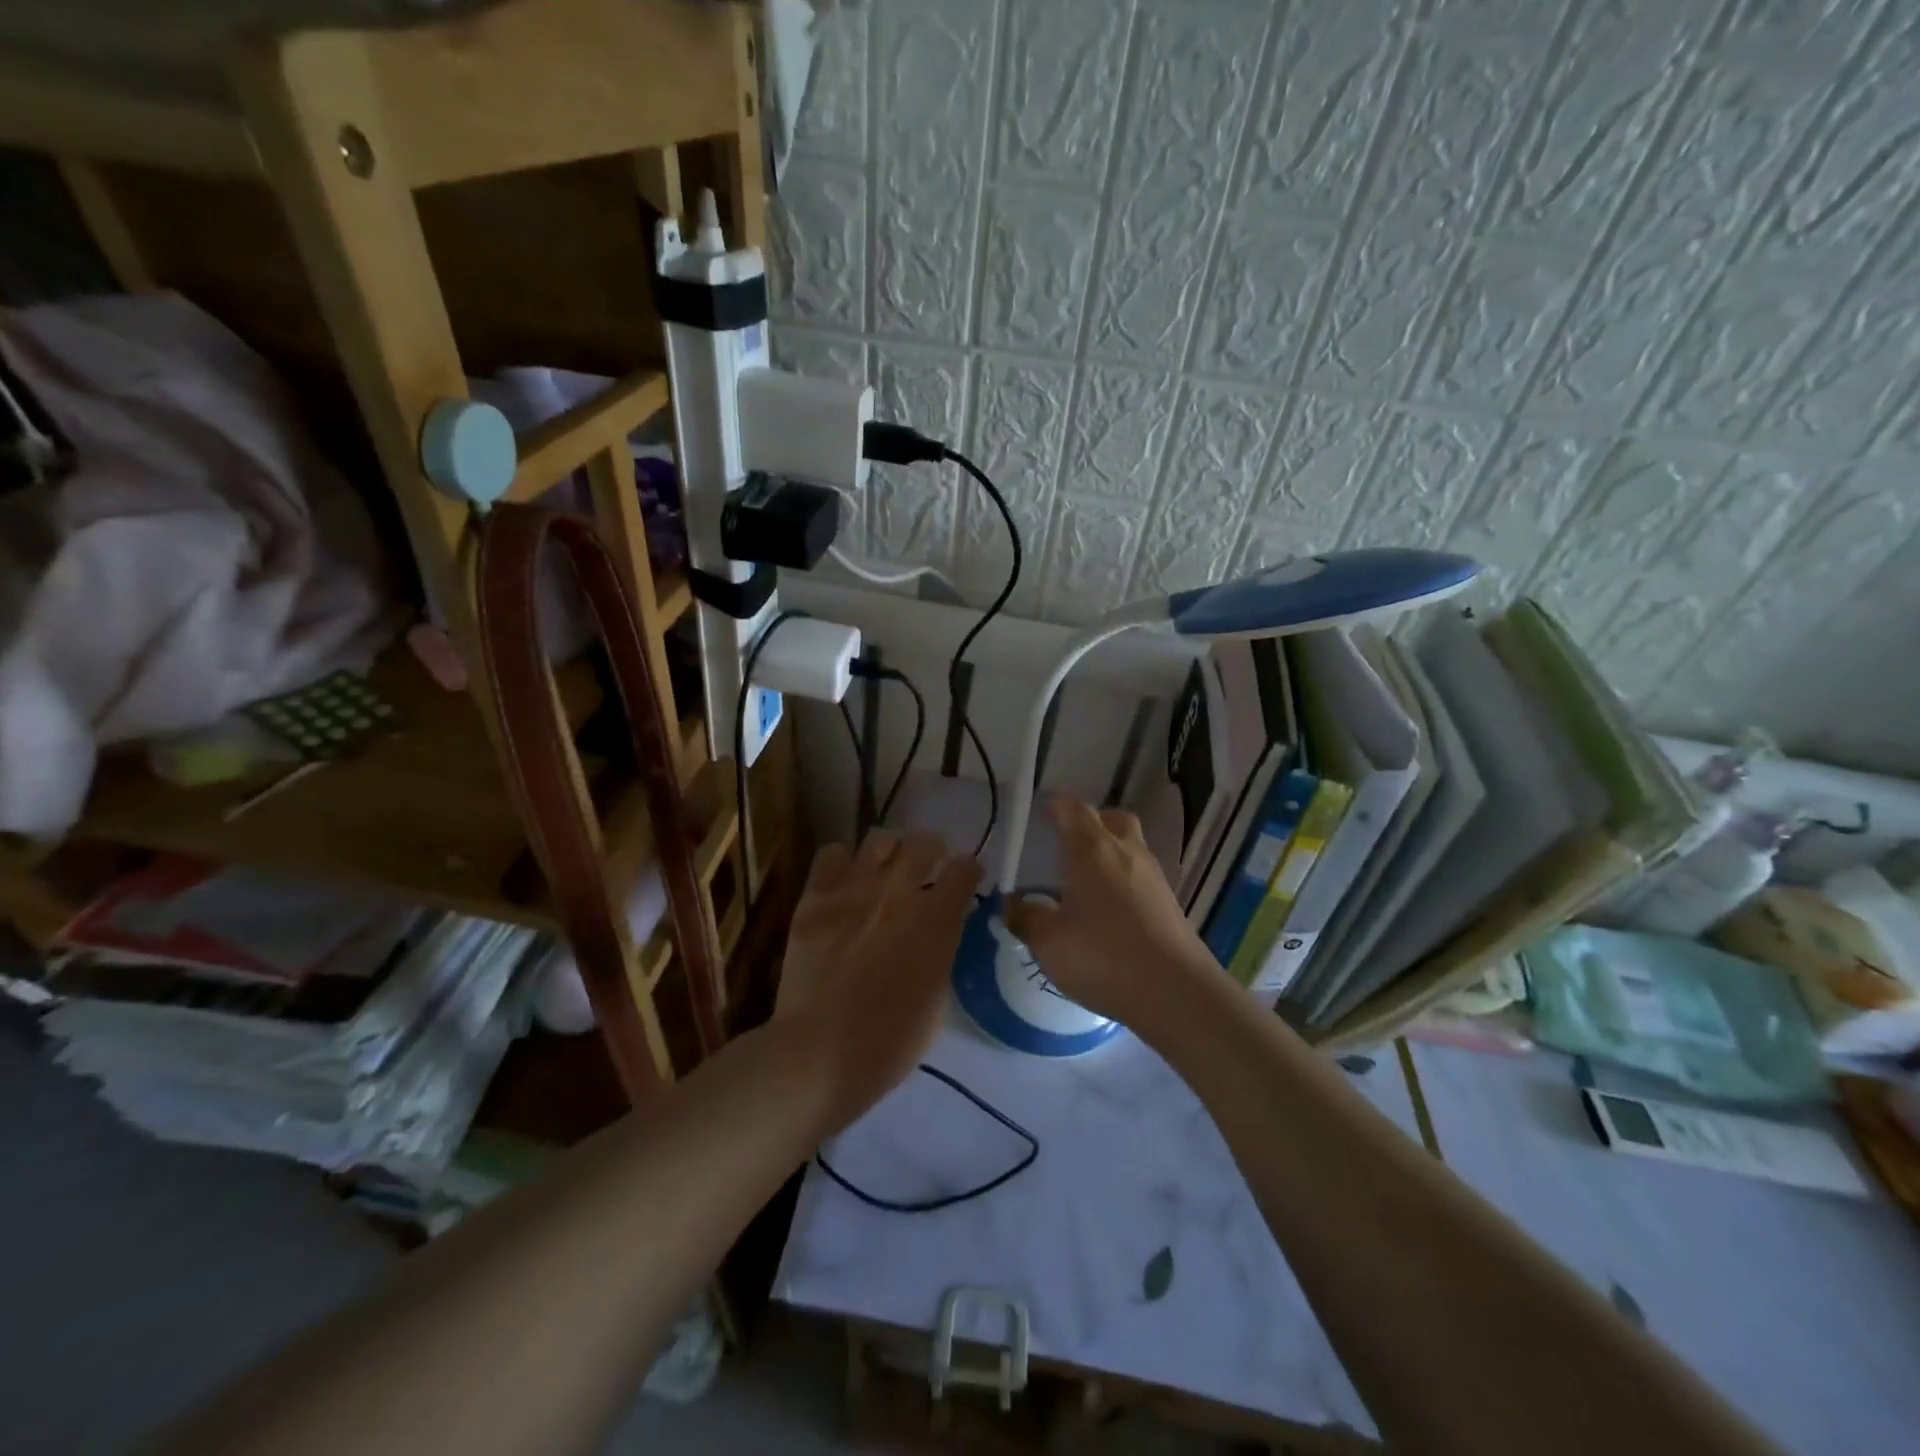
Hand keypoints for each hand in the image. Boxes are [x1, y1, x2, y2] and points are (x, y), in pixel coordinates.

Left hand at [775, 830, 980, 1126]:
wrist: (821, 1052)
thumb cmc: (890, 1041)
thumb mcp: (937, 996)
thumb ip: (939, 951)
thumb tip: (934, 932)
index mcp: (937, 921)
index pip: (964, 869)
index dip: (968, 870)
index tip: (965, 877)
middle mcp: (899, 892)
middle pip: (924, 841)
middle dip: (932, 849)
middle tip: (927, 864)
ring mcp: (853, 890)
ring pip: (879, 838)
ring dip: (890, 849)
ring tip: (884, 867)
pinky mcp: (815, 897)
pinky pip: (831, 853)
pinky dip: (841, 862)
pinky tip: (842, 881)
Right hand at [1005, 799, 1220, 1033]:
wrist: (1176, 992)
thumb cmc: (1103, 956)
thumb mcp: (1049, 942)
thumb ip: (1026, 919)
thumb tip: (1012, 905)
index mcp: (1092, 850)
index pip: (1074, 810)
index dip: (1058, 805)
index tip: (1044, 809)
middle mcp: (1126, 852)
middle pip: (1112, 819)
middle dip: (1091, 822)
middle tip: (1069, 840)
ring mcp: (1154, 876)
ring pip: (1131, 846)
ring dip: (1110, 851)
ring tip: (1087, 878)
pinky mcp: (1170, 903)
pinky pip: (1142, 875)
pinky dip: (1124, 879)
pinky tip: (1111, 909)